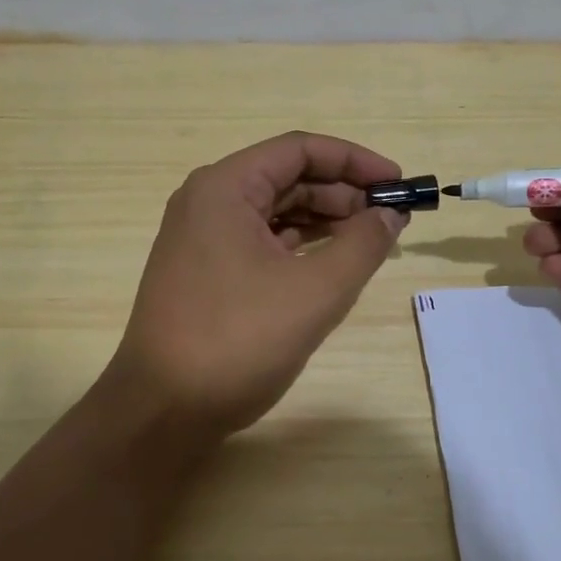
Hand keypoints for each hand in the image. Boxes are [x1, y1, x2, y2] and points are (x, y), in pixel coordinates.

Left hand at [109, 132, 407, 437]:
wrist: (162, 410)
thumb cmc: (237, 341)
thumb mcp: (315, 291)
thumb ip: (362, 244)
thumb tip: (389, 214)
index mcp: (224, 188)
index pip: (300, 149)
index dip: (356, 161)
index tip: (398, 184)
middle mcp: (207, 201)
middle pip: (286, 177)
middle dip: (342, 193)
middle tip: (390, 219)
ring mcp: (200, 238)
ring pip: (273, 212)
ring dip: (323, 221)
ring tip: (369, 241)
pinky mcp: (203, 271)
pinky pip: (259, 242)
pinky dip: (298, 247)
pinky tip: (330, 264)